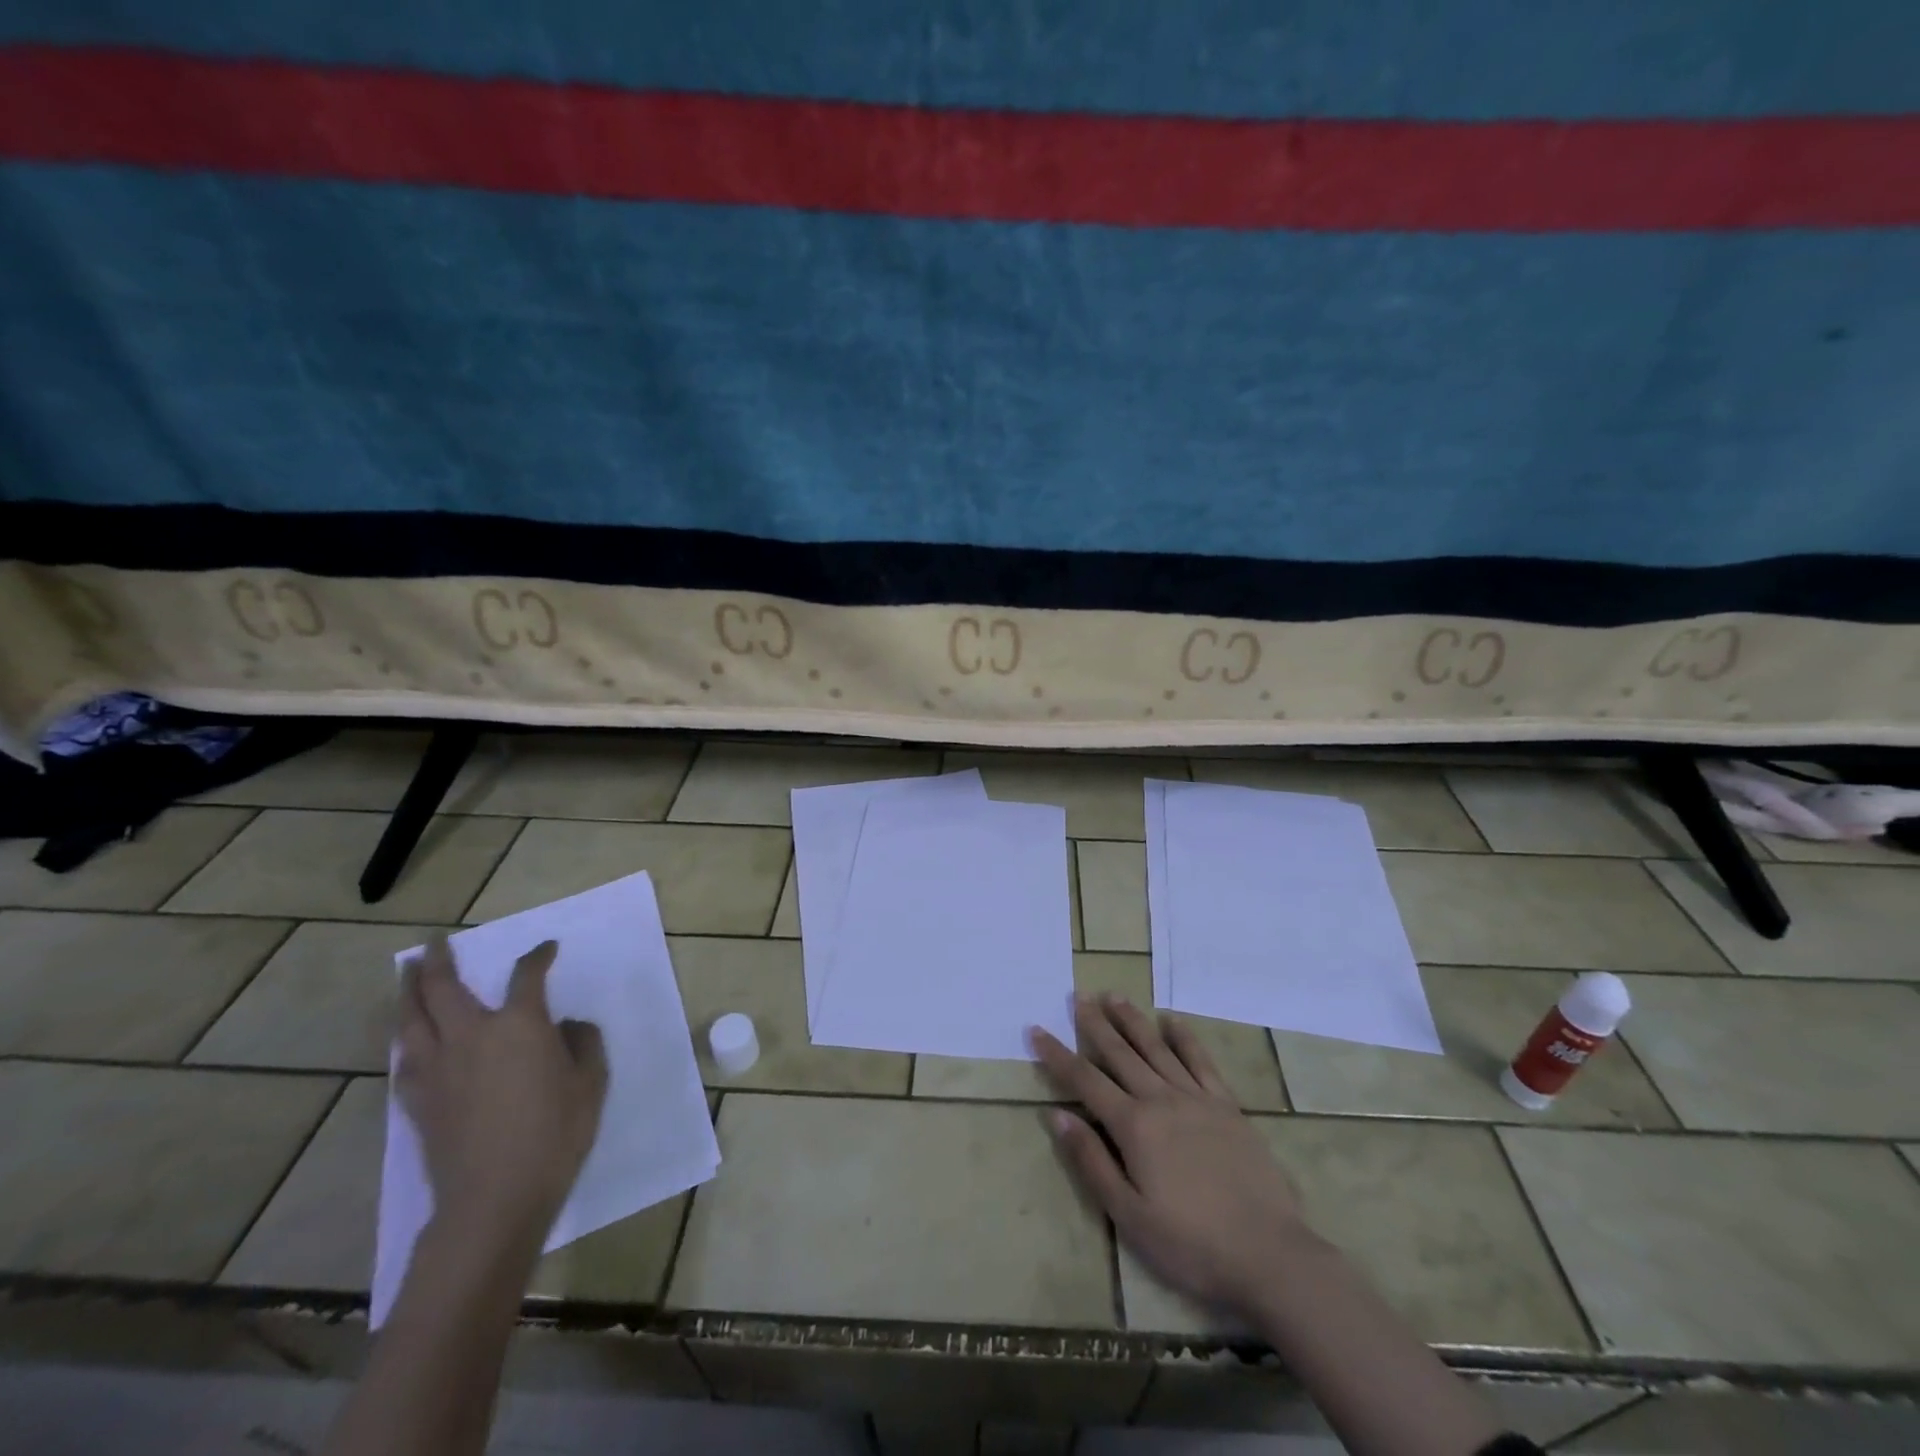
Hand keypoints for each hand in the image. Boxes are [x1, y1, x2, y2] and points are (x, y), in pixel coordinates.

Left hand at [396, 937, 608, 1252]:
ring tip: (407, 974)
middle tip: (436, 943)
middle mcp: (472, 1035)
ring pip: (412, 1019)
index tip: (546, 949)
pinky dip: (405, 1040)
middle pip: (444, 987)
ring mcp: (438, 1068)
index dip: (538, 957)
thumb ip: (583, 1043)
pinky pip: (404, 1059)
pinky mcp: (418, 1101)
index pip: (527, 975)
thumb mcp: (591, 1082)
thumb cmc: (554, 1133)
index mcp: (519, 1024)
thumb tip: (567, 1026)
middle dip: (439, 961)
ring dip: (408, 991)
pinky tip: (407, 1040)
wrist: (494, 1197)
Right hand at [1031, 993, 1314, 1323]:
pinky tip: (1172, 1022)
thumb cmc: (1190, 1244)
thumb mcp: (1129, 1215)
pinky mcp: (1227, 1106)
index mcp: (1134, 1126)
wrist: (1268, 1254)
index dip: (1058, 1055)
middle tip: (1077, 996)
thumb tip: (1058, 1115)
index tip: (1037, 1030)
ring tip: (1114, 996)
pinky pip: (1201, 1061)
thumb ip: (1092, 1161)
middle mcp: (1161, 1099)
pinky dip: (1185, 1038)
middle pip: (1120, 1053)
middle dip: (1095, 1024)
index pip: (1085, 1080)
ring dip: (1132, 1020)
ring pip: (1156, 1048)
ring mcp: (1197, 1098)